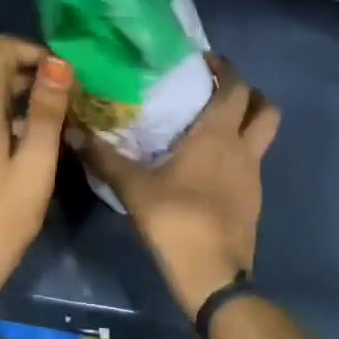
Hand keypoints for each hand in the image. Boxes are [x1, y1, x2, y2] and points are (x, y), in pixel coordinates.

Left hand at [0, 36, 72, 281]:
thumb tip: (58, 63)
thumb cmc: (10, 210)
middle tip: (59, 86)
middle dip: (25, 61)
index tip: (62, 76)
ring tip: (55, 105)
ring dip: (18, 82)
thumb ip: (46, 109)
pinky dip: (8, 102)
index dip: (32, 51)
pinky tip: (35, 128)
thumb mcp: (37, 159)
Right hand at [79, 54, 278, 316]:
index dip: (225, 68)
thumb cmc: (176, 220)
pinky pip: (250, 163)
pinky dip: (236, 154)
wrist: (213, 277)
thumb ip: (104, 158)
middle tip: (215, 91)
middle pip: (266, 109)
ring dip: (245, 123)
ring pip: (262, 137)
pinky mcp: (252, 201)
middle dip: (248, 93)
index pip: (236, 87)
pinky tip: (206, 166)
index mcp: (218, 136)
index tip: (203, 61)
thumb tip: (72, 131)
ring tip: (208, 126)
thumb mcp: (133, 187)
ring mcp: (253, 177)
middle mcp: (243, 150)